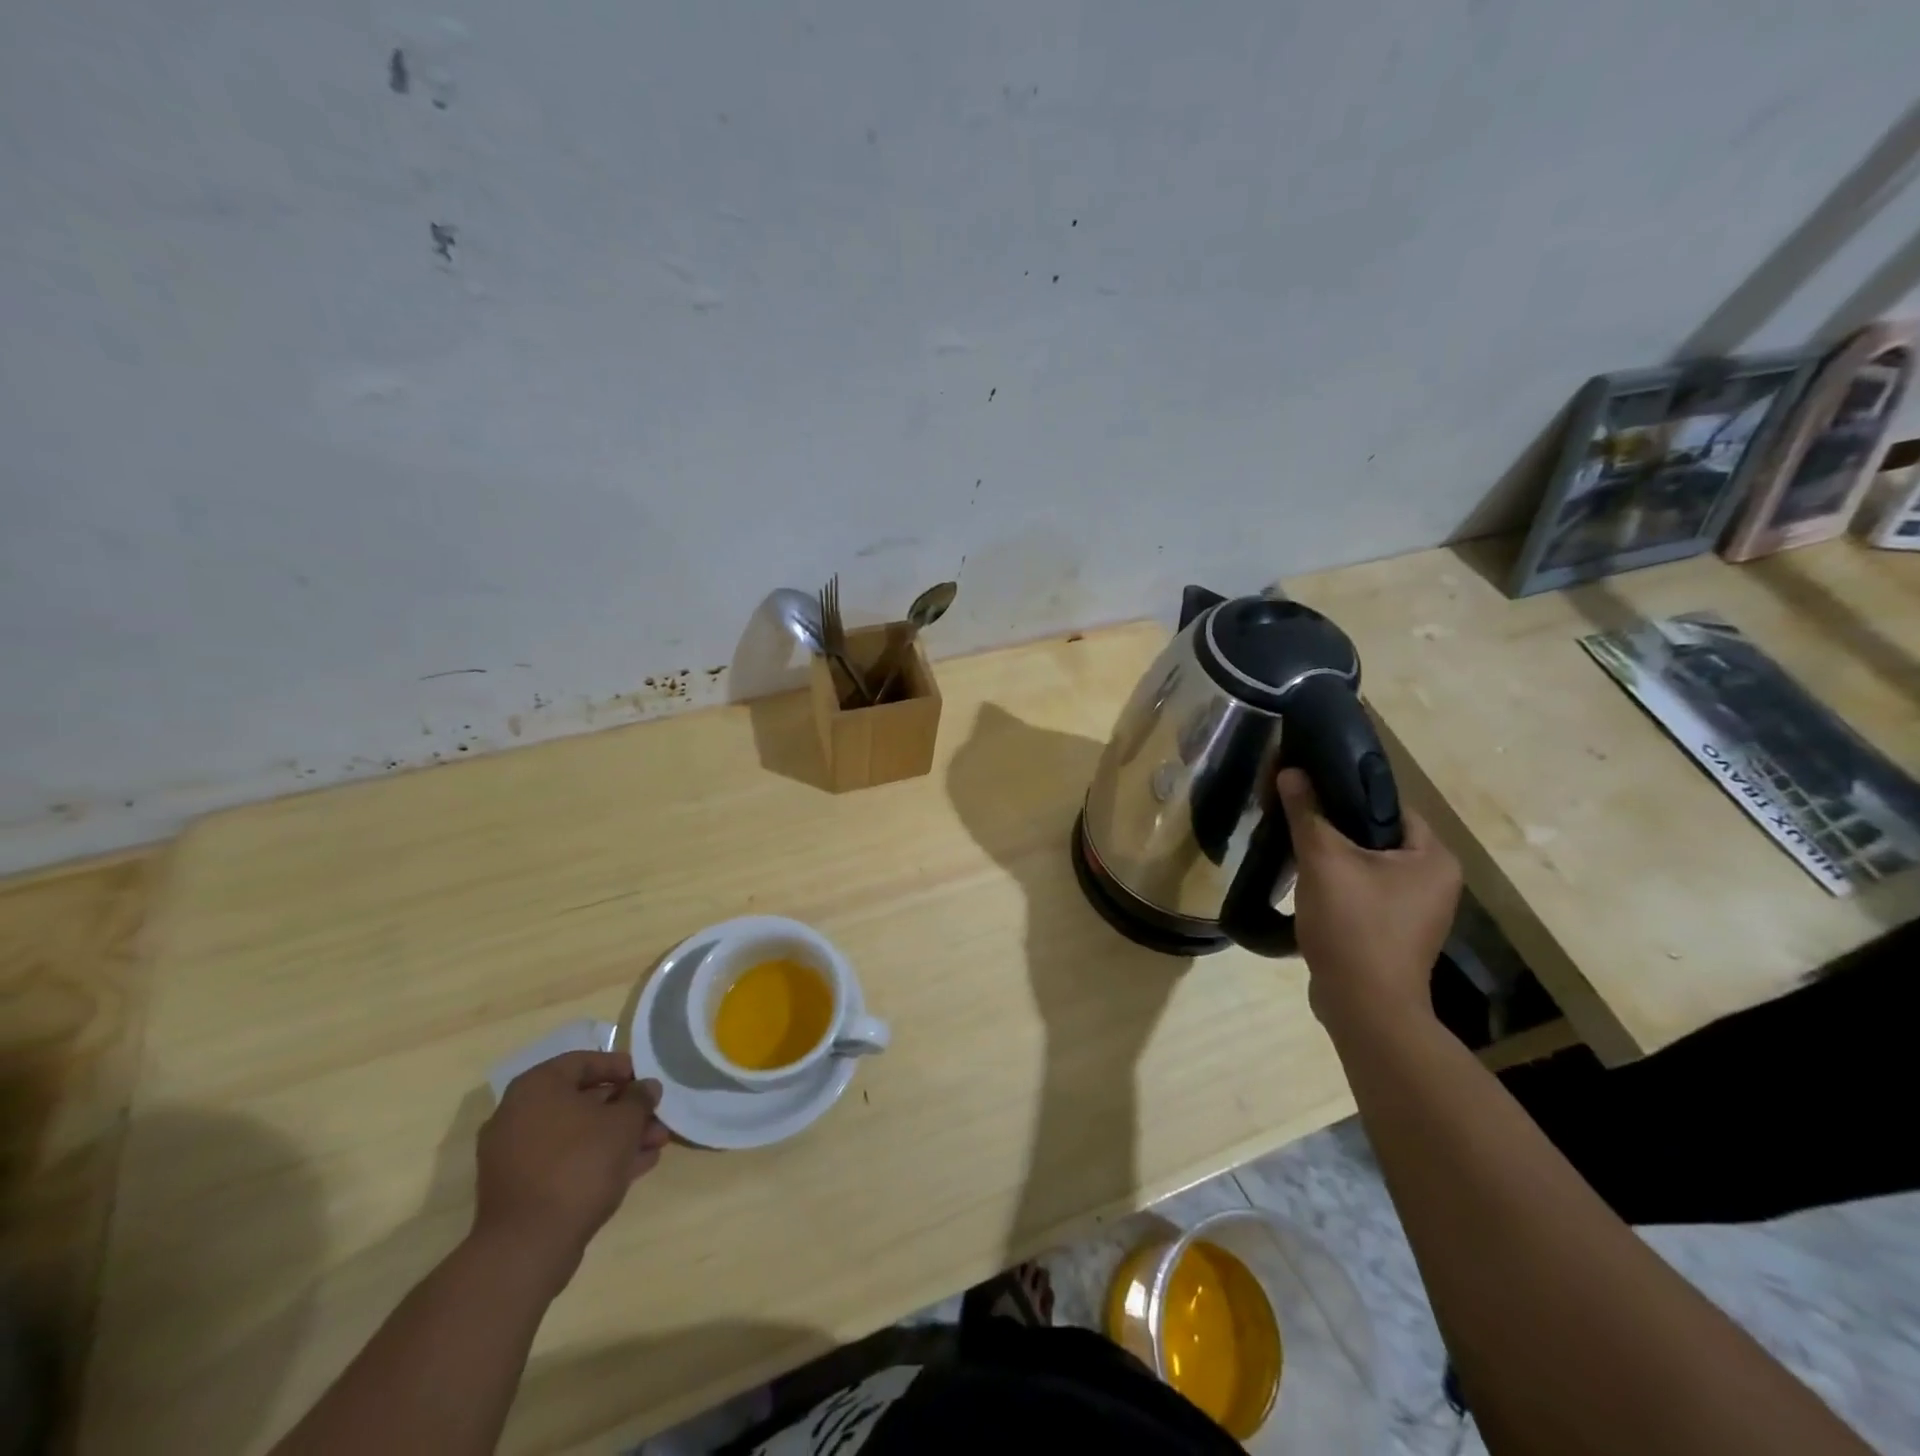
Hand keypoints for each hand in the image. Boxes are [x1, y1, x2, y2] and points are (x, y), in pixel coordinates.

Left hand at [473, 1051, 670, 1285]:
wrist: (528, 1246)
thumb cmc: (578, 1165)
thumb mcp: (623, 1123)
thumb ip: (639, 1098)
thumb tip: (646, 1087)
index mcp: (536, 1088)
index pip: (583, 1062)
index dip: (620, 1067)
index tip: (646, 1080)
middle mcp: (518, 1115)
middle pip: (581, 1100)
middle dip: (624, 1109)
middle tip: (656, 1117)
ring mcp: (514, 1155)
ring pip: (576, 1134)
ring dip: (616, 1136)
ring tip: (655, 1145)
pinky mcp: (519, 1188)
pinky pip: (564, 1161)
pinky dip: (596, 1159)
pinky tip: (634, 1167)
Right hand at [1276, 767, 1461, 1036]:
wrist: (1364, 1007)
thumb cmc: (1354, 925)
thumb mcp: (1324, 861)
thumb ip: (1308, 812)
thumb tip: (1290, 771)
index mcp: (1433, 857)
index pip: (1389, 805)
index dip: (1347, 792)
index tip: (1309, 789)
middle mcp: (1435, 881)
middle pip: (1377, 835)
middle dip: (1336, 825)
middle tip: (1296, 817)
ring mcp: (1416, 911)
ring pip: (1368, 865)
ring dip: (1334, 856)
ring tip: (1295, 846)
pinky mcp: (1394, 932)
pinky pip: (1365, 892)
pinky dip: (1338, 884)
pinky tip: (1308, 883)